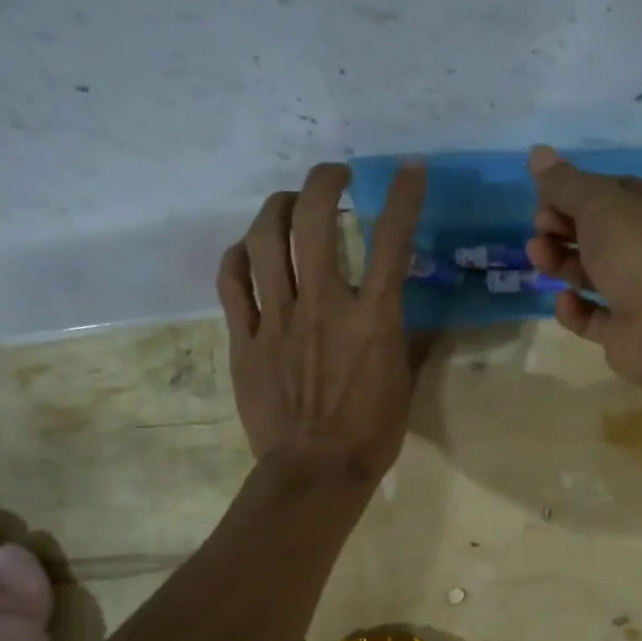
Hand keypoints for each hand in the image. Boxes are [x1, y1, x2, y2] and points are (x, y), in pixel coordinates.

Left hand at [219, 162, 425, 484]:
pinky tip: (248, 251)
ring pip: (264, 242)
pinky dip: (238, 257)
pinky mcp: (245, 340)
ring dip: (277, 209)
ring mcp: (277, 320)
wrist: (316, 471)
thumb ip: (405, 337)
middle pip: (314, 223)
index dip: (402, 196)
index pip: (391, 240)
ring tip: (288, 202)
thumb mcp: (404, 380)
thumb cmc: (371, 432)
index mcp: (371, 318)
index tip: (408, 169)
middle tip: (334, 176)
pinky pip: (231, 283)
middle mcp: (322, 306)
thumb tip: (410, 314)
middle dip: (324, 183)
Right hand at [524, 145, 641, 391]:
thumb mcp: (601, 204)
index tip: (546, 196)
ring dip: (564, 262)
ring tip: (537, 255)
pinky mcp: (632, 332)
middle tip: (539, 226)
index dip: (580, 193)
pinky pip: (597, 316)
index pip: (621, 192)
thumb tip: (537, 152)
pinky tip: (564, 301)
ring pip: (598, 274)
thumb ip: (566, 183)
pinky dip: (577, 309)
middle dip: (566, 227)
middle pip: (606, 233)